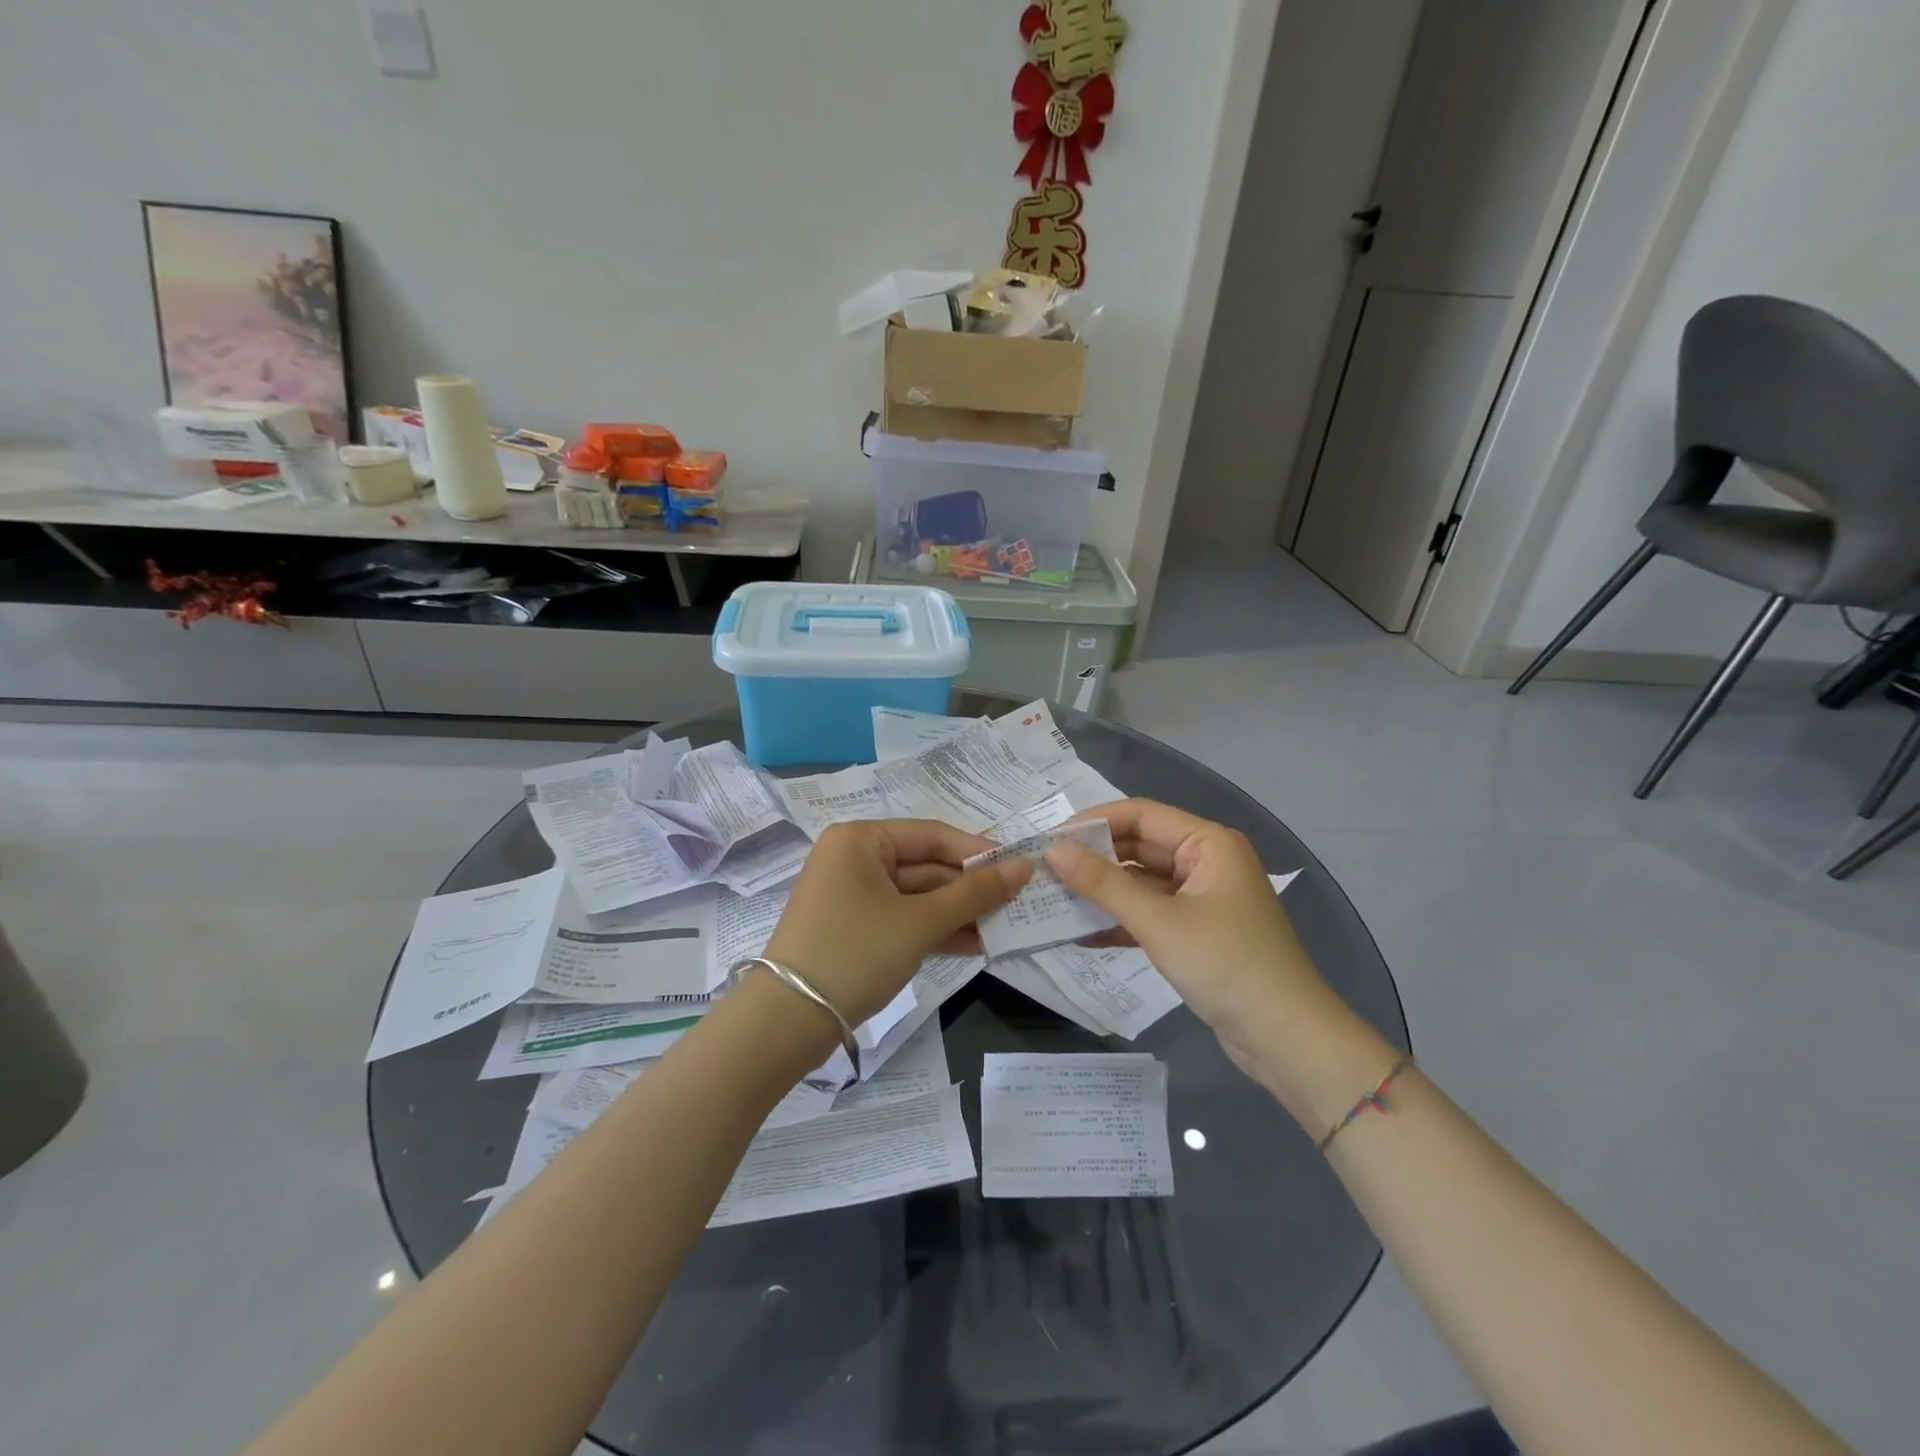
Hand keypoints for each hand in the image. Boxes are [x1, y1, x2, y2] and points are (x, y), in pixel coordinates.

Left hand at [765, 819, 1031, 1027]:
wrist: (787, 1022)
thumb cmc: (856, 952)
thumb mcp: (920, 922)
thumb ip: (974, 894)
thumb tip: (1025, 866)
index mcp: (861, 839)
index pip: (932, 835)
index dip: (978, 852)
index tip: (1019, 869)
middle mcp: (854, 858)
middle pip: (925, 865)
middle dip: (968, 889)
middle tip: (1016, 904)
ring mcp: (851, 895)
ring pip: (916, 896)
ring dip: (956, 913)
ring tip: (1001, 929)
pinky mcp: (853, 928)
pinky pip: (902, 918)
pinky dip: (933, 930)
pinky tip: (972, 945)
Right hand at [1046, 799, 1393, 1123]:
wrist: (1286, 1038)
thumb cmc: (1225, 965)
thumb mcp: (1158, 922)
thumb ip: (1103, 884)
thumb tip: (1052, 851)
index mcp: (1208, 843)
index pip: (1141, 814)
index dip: (1094, 822)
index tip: (1050, 838)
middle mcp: (1206, 861)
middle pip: (1140, 846)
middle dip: (1095, 857)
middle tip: (1045, 869)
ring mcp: (1202, 898)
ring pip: (1142, 881)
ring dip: (1103, 890)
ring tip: (1054, 896)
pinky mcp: (1196, 932)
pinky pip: (1150, 913)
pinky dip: (1121, 920)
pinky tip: (1081, 933)